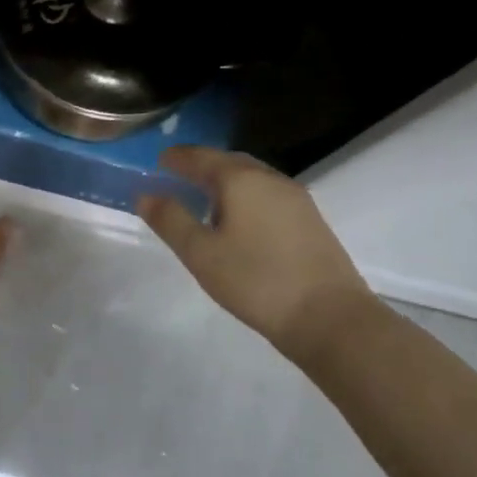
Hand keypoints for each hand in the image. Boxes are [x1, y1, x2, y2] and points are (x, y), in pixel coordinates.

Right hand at [137, 146, 369, 360]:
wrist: (331, 319)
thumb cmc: (256, 281)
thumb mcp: (200, 253)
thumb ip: (170, 220)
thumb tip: (145, 195)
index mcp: (240, 179)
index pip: (200, 157)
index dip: (176, 157)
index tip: (158, 161)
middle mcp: (270, 179)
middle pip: (229, 161)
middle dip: (202, 165)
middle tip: (178, 175)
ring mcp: (296, 199)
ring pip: (252, 177)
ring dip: (226, 181)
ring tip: (205, 198)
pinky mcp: (311, 221)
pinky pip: (268, 194)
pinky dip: (246, 196)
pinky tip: (240, 220)